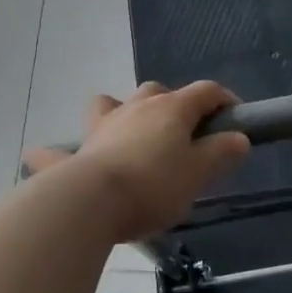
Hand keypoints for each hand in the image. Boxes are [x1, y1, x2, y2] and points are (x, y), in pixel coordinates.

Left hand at [21, 81, 249, 241]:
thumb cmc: (154, 185)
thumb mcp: (198, 173)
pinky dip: (59, 153)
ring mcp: (102, 125)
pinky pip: (61, 149)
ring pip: (112, 103)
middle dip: (174, 104)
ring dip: (122, 111)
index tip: (234, 117)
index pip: (205, 91)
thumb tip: (237, 138)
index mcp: (171, 109)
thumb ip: (220, 153)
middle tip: (184, 133)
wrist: (92, 201)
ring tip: (131, 134)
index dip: (224, 99)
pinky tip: (54, 160)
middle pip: (158, 90)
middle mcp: (136, 107)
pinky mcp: (76, 151)